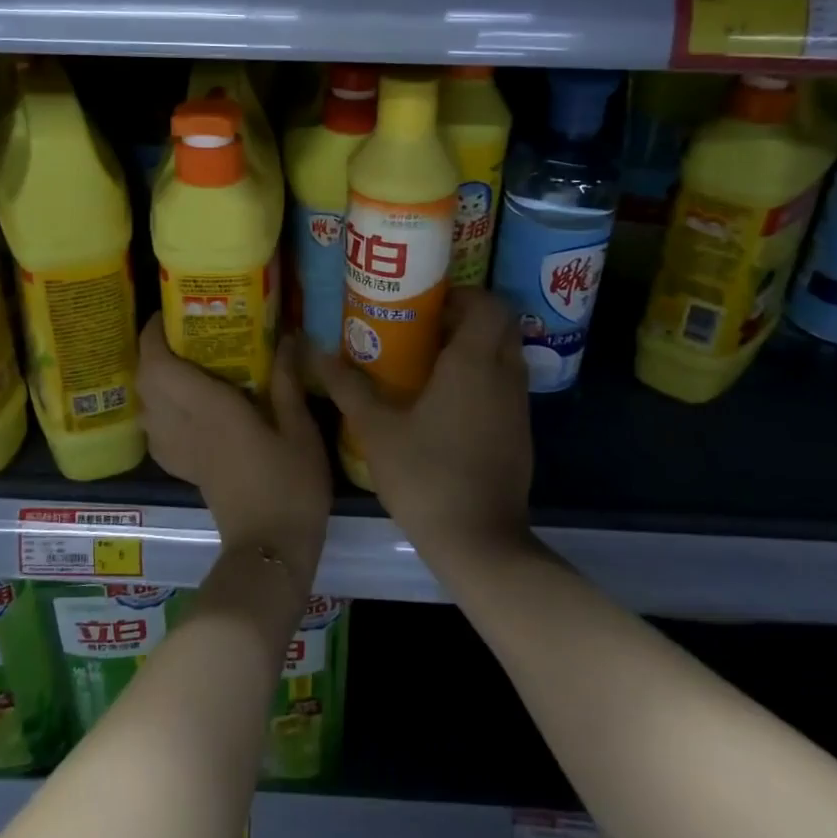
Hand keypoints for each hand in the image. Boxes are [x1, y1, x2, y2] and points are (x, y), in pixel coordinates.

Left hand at [137, 314, 331, 583]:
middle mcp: (185, 426)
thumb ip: (287, 382)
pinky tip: (182, 405)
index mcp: (210, 410)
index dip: (152, 335)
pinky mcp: (184, 468)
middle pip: (145, 381)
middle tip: (179, 332)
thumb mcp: (300, 430)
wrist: (271, 550)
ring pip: (145, 405)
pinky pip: (155, 430)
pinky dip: (157, 408)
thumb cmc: (291, 487)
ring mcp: (180, 451)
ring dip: (152, 378)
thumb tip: (288, 338)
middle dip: (150, 351)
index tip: (166, 312)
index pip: (160, 365)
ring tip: (181, 361)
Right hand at [316, 288, 533, 566]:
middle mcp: (504, 375)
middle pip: (501, 325)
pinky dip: (484, 378)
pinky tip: (448, 403)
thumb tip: (315, 351)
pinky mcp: (521, 432)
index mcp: (473, 362)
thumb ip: (347, 386)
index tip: (428, 304)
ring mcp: (519, 406)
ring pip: (506, 355)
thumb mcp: (376, 429)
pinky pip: (507, 385)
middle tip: (426, 329)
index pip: (489, 304)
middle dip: (468, 318)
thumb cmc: (425, 475)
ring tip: (431, 362)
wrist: (479, 541)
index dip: (463, 295)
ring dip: (476, 348)